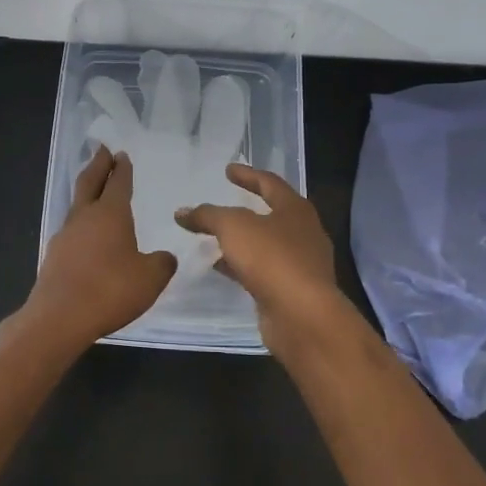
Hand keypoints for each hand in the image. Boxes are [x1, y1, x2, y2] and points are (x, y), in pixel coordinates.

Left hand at [22, 146, 177, 349]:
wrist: (59, 317)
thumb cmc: (110, 290)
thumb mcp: (150, 278)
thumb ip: (162, 263)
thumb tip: (164, 256)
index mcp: (111, 213)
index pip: (118, 182)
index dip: (122, 168)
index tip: (121, 154)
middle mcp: (85, 217)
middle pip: (90, 182)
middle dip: (98, 165)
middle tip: (102, 150)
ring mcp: (65, 236)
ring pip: (77, 205)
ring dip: (87, 193)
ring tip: (95, 190)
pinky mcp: (54, 256)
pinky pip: (71, 230)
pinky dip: (81, 223)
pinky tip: (87, 236)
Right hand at [174, 165, 349, 358]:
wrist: (302, 315)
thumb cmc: (271, 258)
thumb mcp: (233, 227)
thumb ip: (207, 215)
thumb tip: (182, 212)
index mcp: (295, 209)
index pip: (270, 183)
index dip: (247, 175)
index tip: (228, 170)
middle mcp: (303, 233)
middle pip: (272, 214)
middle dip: (248, 208)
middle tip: (225, 203)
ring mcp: (300, 264)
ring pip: (267, 244)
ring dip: (243, 240)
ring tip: (215, 237)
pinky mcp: (291, 290)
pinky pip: (263, 269)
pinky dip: (242, 264)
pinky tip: (221, 266)